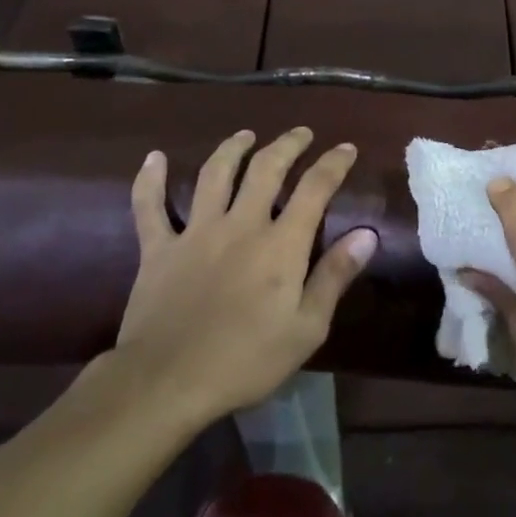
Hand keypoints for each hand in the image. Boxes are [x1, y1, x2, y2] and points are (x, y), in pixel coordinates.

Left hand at [111, 127, 374, 428]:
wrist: (166, 383)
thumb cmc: (246, 360)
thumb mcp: (306, 328)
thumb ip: (335, 276)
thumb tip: (367, 234)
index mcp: (280, 244)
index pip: (314, 188)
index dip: (333, 163)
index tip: (346, 148)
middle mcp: (240, 224)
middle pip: (266, 168)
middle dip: (287, 144)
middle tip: (301, 133)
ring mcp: (196, 232)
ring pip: (214, 175)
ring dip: (232, 149)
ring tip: (245, 135)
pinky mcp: (158, 249)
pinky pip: (149, 207)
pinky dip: (149, 180)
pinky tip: (153, 158)